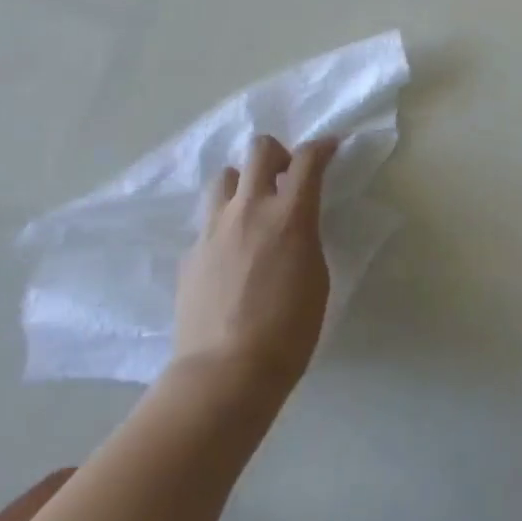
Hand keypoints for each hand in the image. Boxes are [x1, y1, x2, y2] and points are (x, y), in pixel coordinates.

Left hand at [170, 134, 335, 391]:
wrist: (225, 373)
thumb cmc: (290, 329)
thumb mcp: (316, 275)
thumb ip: (306, 237)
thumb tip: (294, 225)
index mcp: (290, 214)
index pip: (309, 159)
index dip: (323, 146)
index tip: (330, 148)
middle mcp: (250, 209)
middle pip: (259, 150)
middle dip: (278, 153)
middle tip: (287, 176)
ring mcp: (214, 229)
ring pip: (225, 177)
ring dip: (243, 183)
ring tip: (253, 210)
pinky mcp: (190, 253)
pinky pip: (209, 222)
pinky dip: (225, 226)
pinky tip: (231, 255)